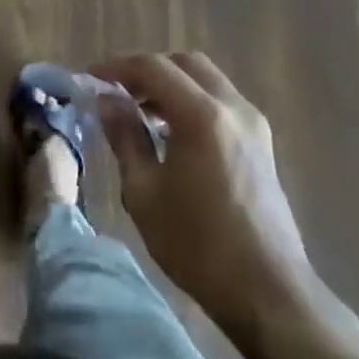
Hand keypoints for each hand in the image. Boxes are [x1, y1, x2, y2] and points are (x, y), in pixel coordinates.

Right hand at [90, 53, 324, 332]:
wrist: (269, 294)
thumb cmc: (198, 245)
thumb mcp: (144, 192)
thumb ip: (125, 137)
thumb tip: (107, 101)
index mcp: (202, 115)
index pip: (153, 68)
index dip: (117, 67)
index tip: (89, 78)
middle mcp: (232, 108)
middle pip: (184, 64)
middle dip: (147, 70)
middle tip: (117, 91)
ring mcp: (253, 125)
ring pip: (206, 80)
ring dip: (171, 84)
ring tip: (140, 111)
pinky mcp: (262, 144)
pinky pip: (220, 102)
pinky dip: (192, 101)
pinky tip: (171, 132)